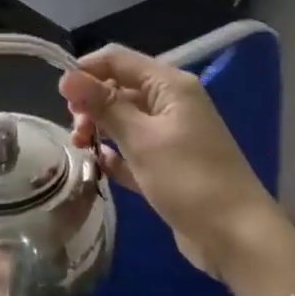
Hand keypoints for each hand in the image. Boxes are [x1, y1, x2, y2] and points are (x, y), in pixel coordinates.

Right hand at [59, 44, 294, 295]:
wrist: (235, 235)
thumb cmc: (188, 179)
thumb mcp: (141, 139)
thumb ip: (104, 106)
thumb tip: (66, 77)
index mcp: (170, 86)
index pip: (119, 60)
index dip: (86, 71)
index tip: (59, 97)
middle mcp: (171, 103)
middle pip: (120, 88)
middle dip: (92, 104)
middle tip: (75, 132)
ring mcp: (171, 135)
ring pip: (124, 120)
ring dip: (101, 131)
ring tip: (82, 151)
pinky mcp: (168, 165)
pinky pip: (133, 150)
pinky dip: (116, 156)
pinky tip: (101, 167)